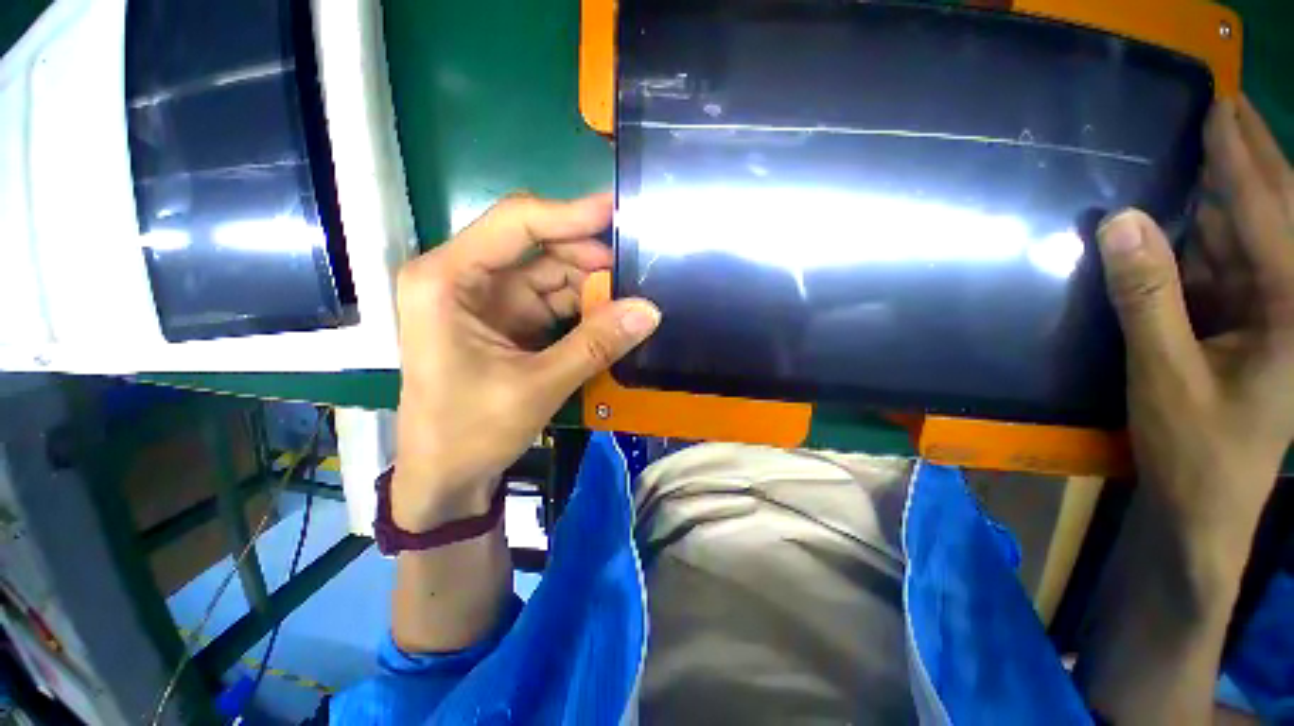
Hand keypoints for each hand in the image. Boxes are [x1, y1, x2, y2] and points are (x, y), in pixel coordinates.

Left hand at [392, 193, 659, 530]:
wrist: (446, 476)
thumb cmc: (469, 432)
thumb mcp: (537, 386)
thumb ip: (595, 344)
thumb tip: (649, 310)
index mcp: (448, 279)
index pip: (517, 223)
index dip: (571, 214)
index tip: (619, 211)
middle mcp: (465, 278)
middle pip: (538, 247)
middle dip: (588, 257)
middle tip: (638, 266)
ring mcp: (489, 301)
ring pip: (550, 275)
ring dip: (591, 286)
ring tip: (632, 293)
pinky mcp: (508, 322)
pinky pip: (553, 303)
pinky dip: (583, 308)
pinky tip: (612, 314)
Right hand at [1098, 97, 1293, 552]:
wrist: (1207, 506)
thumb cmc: (1195, 450)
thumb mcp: (1164, 375)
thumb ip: (1147, 297)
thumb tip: (1122, 222)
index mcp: (1289, 311)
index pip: (1268, 214)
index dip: (1242, 159)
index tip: (1221, 108)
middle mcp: (1288, 303)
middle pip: (1274, 216)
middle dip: (1250, 162)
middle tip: (1223, 110)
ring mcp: (1267, 316)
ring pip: (1247, 241)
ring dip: (1224, 200)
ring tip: (1203, 153)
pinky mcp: (1243, 329)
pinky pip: (1225, 270)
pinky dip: (1203, 241)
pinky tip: (1185, 222)